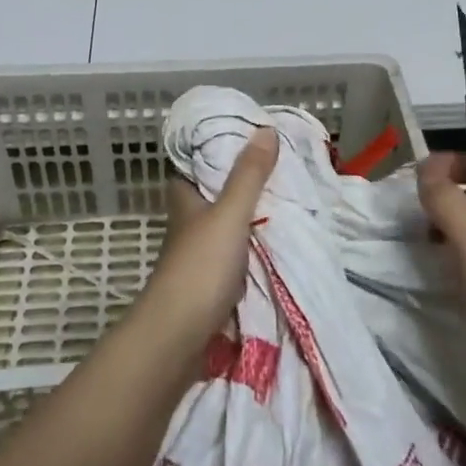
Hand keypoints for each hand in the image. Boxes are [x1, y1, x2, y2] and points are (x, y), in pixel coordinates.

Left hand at [138, 127, 278, 350]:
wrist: (178, 336)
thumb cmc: (200, 266)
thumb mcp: (230, 213)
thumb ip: (249, 175)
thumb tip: (265, 129)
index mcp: (185, 199)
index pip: (194, 164)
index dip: (215, 150)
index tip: (248, 138)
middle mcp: (189, 223)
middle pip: (215, 194)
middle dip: (242, 183)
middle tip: (280, 168)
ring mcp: (199, 254)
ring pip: (227, 224)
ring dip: (251, 216)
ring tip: (288, 199)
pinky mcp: (211, 281)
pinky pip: (238, 253)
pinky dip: (255, 245)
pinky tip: (279, 241)